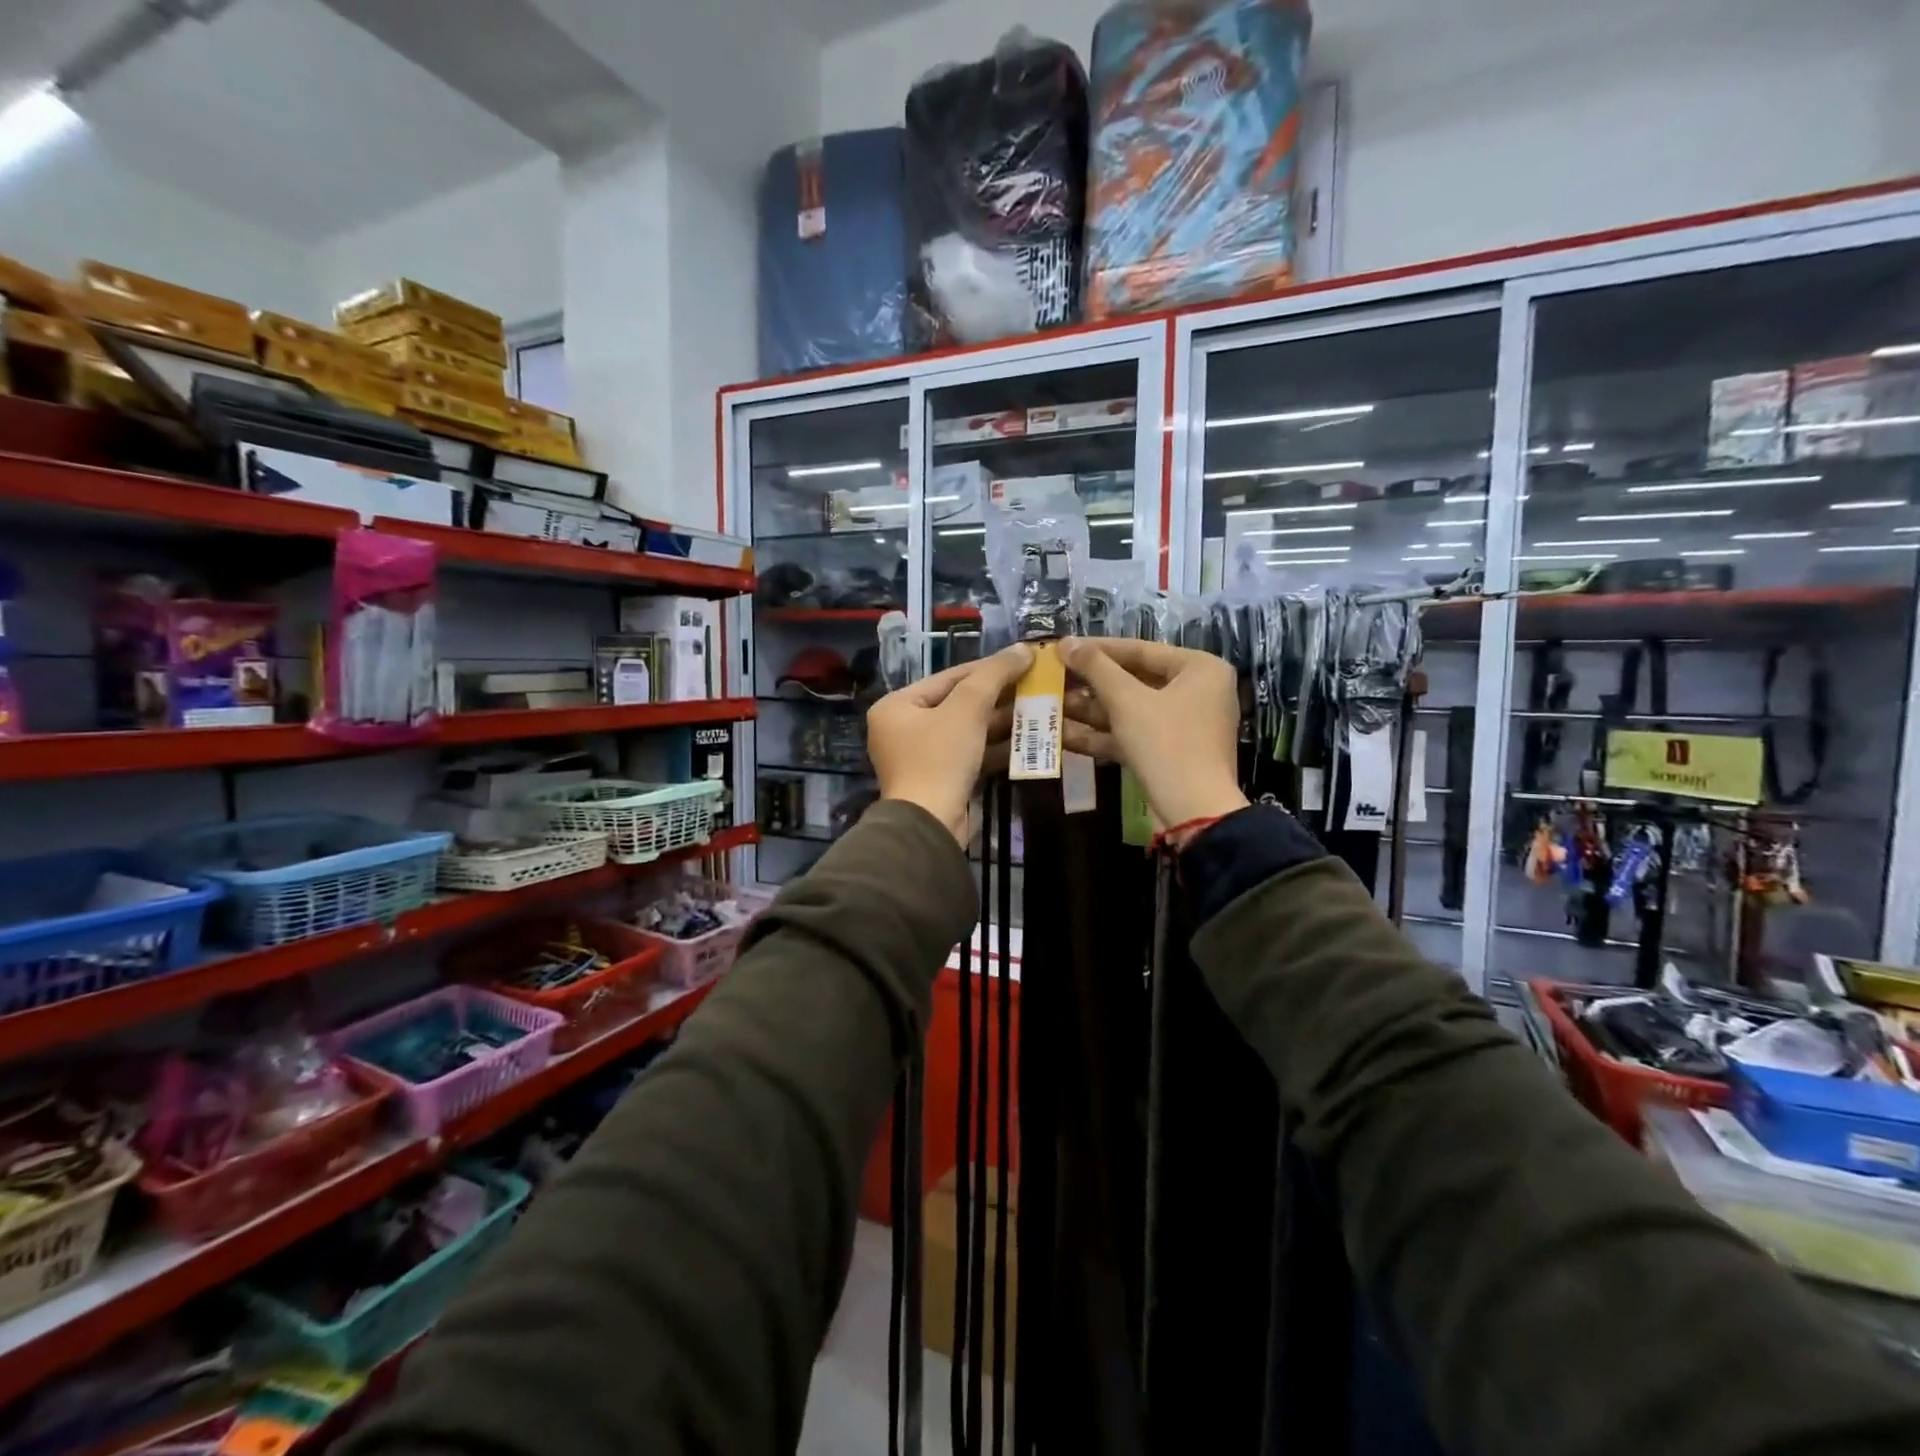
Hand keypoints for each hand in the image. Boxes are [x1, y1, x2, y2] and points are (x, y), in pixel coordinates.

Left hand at [868, 644, 1034, 843]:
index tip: (1022, 660)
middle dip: (997, 696)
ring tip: (1037, 709)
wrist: (930, 824)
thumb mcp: (967, 708)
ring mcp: (921, 757)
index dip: (988, 668)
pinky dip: (995, 747)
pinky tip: (1026, 740)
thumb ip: (994, 675)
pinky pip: (970, 754)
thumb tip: (1023, 649)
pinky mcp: (940, 780)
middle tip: (1034, 685)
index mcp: (897, 706)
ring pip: (967, 730)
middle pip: (958, 703)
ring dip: (1001, 721)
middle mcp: (903, 728)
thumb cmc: (940, 758)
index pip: (949, 677)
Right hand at [1058, 637, 1248, 829]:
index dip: (1098, 649)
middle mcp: (1197, 692)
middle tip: (1054, 678)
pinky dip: (1102, 735)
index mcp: (1199, 669)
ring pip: (1130, 711)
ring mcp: (1183, 725)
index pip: (1141, 650)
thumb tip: (1065, 642)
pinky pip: (1133, 735)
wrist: (1194, 811)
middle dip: (1090, 685)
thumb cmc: (1166, 743)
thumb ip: (1096, 667)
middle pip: (1134, 681)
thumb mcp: (1127, 701)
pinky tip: (1063, 735)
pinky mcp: (1168, 753)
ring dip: (1090, 711)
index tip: (1063, 647)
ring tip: (1051, 705)